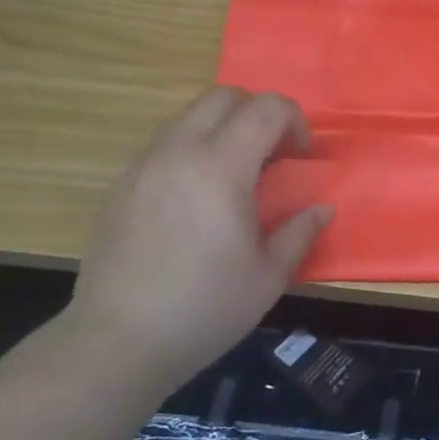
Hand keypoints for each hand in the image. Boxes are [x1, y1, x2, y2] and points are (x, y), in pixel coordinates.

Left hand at [63, 88, 328, 398]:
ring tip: (234, 175)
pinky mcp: (122, 183)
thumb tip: (322, 208)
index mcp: (221, 167)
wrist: (116, 343)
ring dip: (223, 128)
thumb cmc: (203, 310)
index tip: (301, 158)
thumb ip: (300, 232)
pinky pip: (165, 143)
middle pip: (225, 96)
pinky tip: (196, 196)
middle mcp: (180, 151)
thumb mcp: (268, 277)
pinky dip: (192, 148)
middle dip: (258, 113)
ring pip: (190, 115)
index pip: (266, 108)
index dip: (294, 121)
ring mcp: (145, 164)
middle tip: (271, 155)